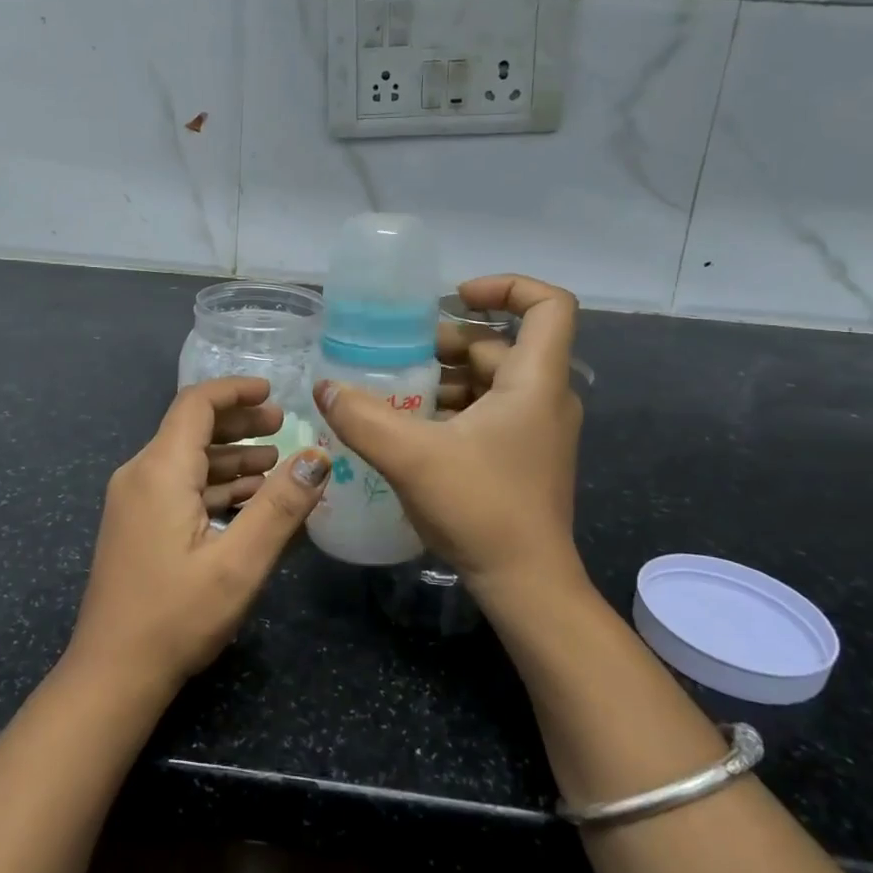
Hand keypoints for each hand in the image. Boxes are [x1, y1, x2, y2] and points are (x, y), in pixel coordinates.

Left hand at [68, 377, 331, 695]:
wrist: (112, 674)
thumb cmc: (176, 617)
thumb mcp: (239, 562)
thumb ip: (281, 506)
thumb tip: (319, 458)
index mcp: (160, 471)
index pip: (196, 404)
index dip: (236, 391)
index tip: (274, 393)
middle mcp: (140, 475)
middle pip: (191, 428)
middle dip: (240, 423)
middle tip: (284, 428)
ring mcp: (134, 501)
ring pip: (187, 460)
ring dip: (231, 457)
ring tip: (276, 464)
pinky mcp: (136, 525)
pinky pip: (179, 487)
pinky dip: (215, 485)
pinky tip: (248, 502)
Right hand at [313, 275, 584, 599]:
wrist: (527, 586)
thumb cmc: (481, 508)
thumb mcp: (411, 457)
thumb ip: (362, 417)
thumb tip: (324, 387)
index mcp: (535, 381)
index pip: (548, 305)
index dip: (505, 287)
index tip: (453, 298)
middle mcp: (545, 397)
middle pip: (502, 344)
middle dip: (449, 341)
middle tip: (399, 352)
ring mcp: (537, 429)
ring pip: (492, 380)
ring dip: (445, 377)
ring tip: (395, 389)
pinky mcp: (524, 456)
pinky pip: (489, 411)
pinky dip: (453, 407)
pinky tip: (411, 427)